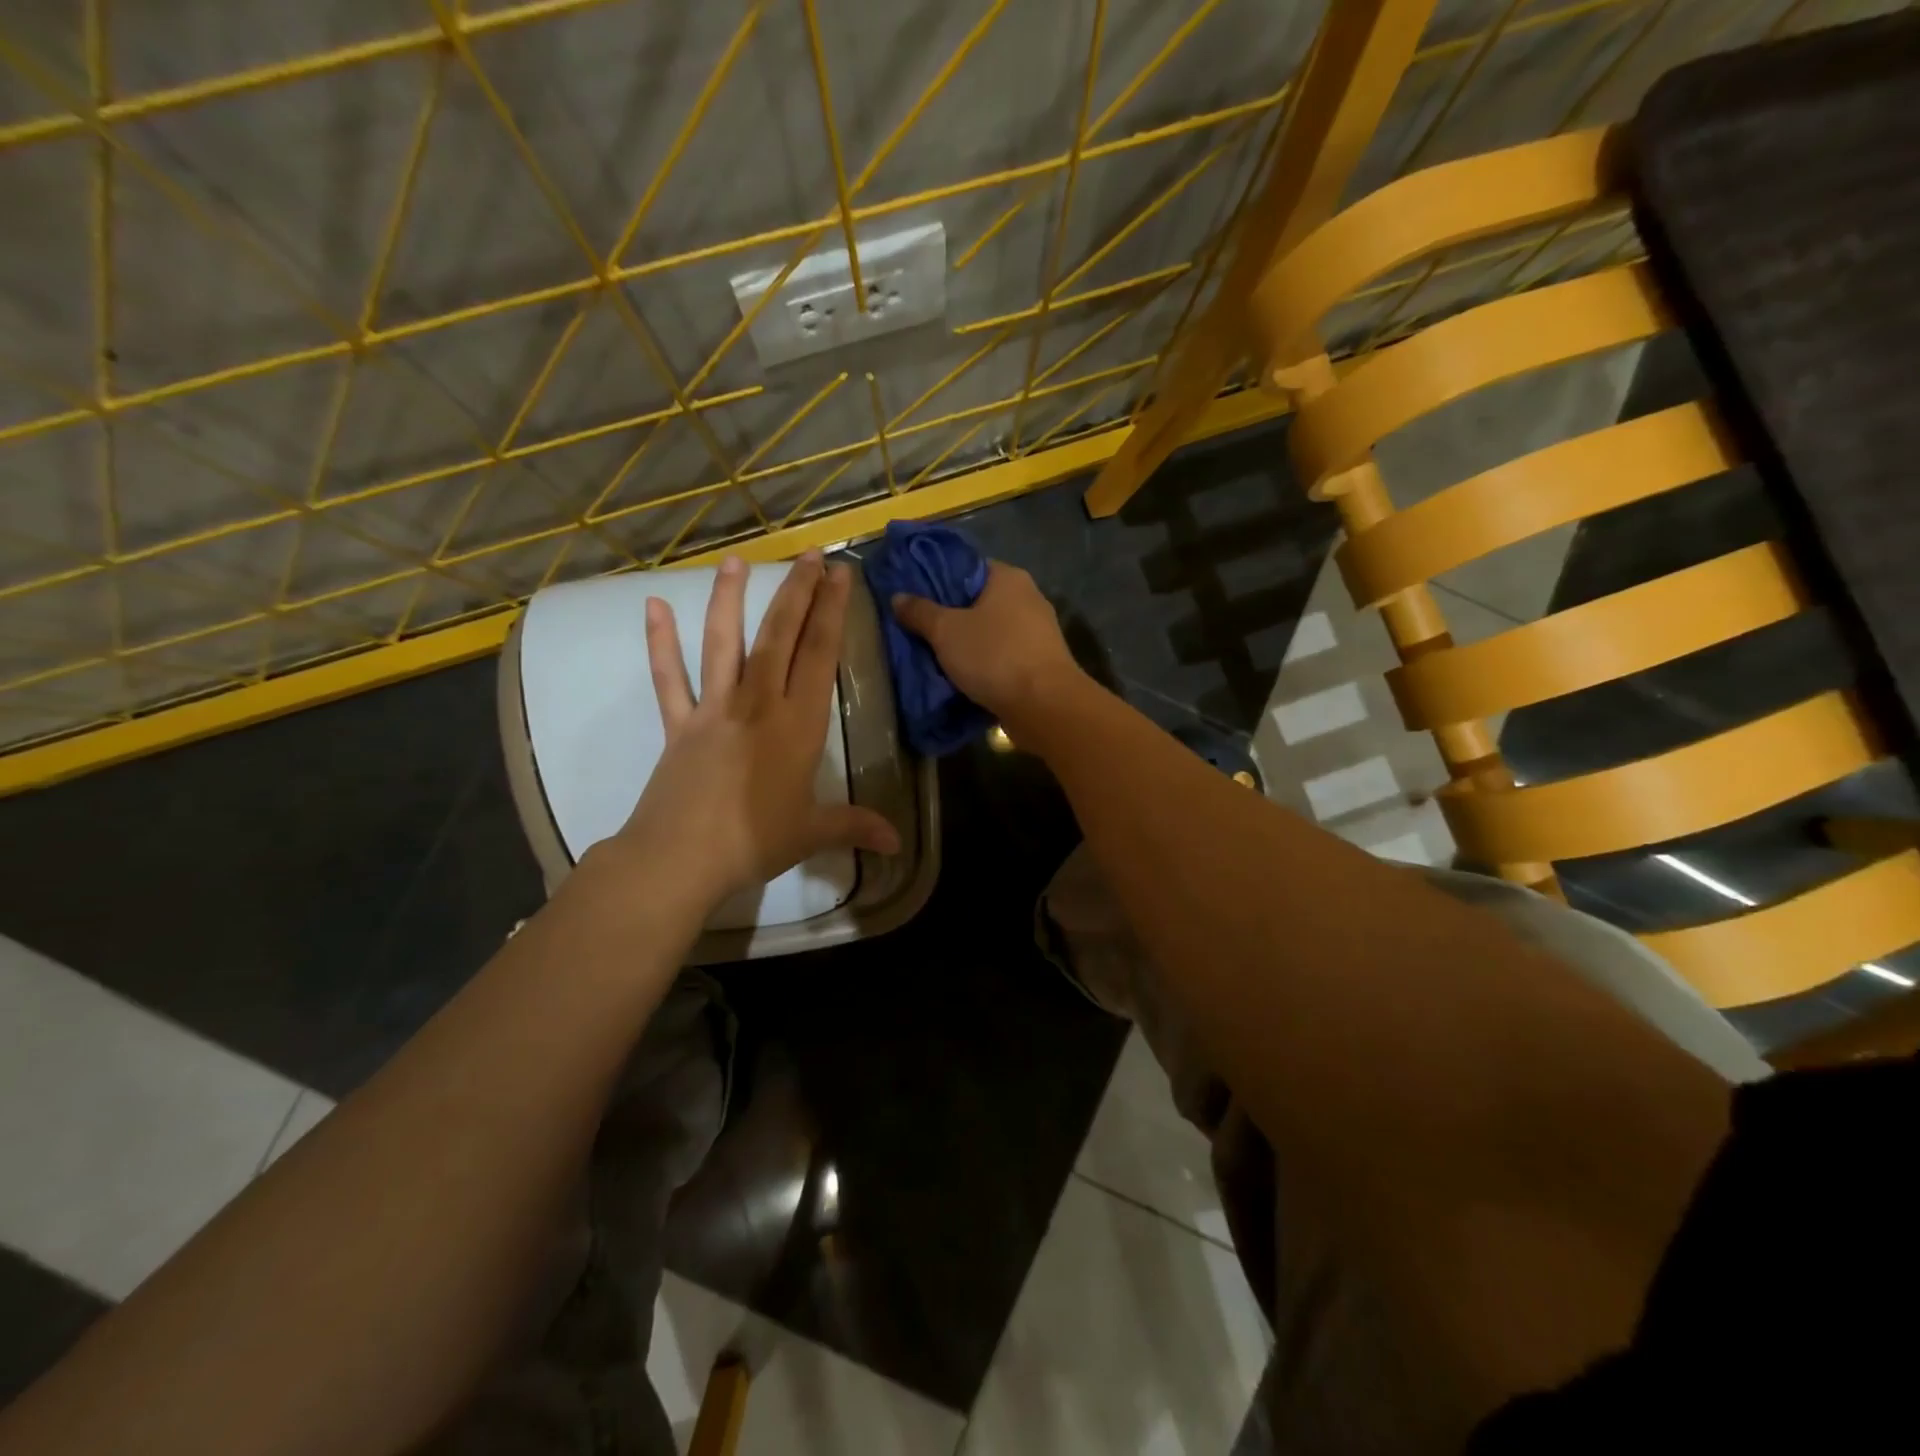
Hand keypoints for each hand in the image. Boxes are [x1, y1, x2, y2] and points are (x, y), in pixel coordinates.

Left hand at [609, 551, 900, 912]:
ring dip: (730, 600)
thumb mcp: (812, 833)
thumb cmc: (755, 841)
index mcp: (798, 724)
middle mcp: (758, 704)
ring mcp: (714, 709)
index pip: (820, 655)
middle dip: (797, 592)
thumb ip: (855, 826)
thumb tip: (897, 843)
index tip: (839, 575)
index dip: (832, 612)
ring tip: (735, 560)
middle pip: (779, 637)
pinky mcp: (679, 724)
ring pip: (724, 643)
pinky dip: (660, 644)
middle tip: (809, 554)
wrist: (680, 858)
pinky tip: (653, 608)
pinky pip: (669, 678)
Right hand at [890, 561, 1082, 726]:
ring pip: (991, 632)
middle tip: (919, 630)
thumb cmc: (994, 656)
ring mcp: (1038, 633)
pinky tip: (963, 677)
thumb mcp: (946, 631)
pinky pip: (1003, 657)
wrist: (1044, 705)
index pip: (968, 568)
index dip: (939, 580)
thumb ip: (920, 612)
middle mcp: (1028, 598)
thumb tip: (898, 597)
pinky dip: (984, 664)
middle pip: (979, 602)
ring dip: (967, 644)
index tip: (915, 597)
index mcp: (1008, 578)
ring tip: (935, 656)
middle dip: (951, 616)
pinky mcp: (1040, 663)